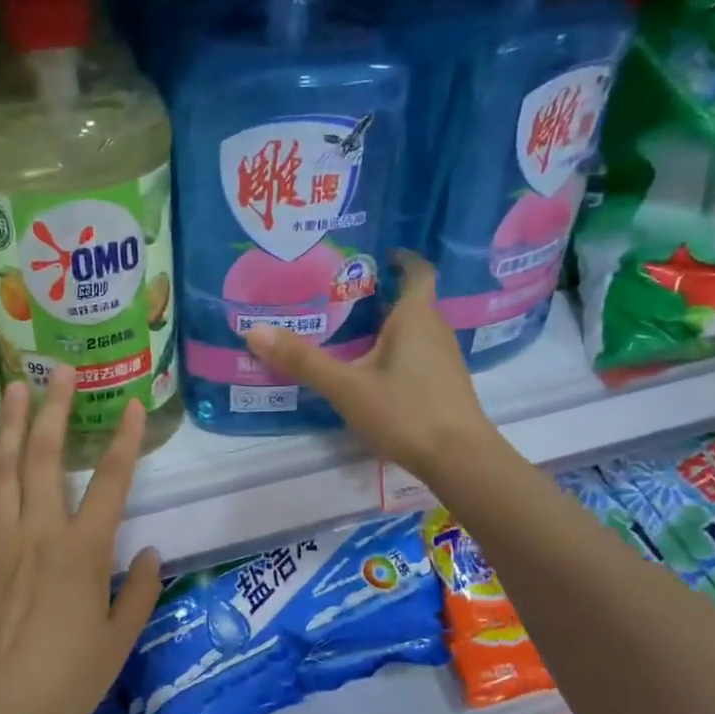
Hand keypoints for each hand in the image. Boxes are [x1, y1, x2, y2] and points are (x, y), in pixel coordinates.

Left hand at [0, 366, 162, 713]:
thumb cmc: (68, 678)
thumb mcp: (120, 639)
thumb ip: (139, 591)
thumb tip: (147, 551)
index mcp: (83, 552)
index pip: (111, 482)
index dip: (124, 440)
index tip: (130, 405)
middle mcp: (40, 534)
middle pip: (46, 458)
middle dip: (54, 409)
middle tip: (58, 370)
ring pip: (3, 469)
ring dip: (10, 425)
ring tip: (13, 387)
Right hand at [244, 255, 496, 482]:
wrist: (459, 459)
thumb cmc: (405, 411)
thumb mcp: (347, 387)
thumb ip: (303, 361)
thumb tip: (254, 332)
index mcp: (416, 317)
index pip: (417, 271)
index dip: (400, 258)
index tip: (376, 254)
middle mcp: (435, 330)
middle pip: (410, 300)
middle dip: (379, 294)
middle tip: (339, 294)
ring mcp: (443, 358)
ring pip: (413, 329)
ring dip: (386, 325)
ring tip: (348, 330)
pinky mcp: (443, 384)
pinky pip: (416, 353)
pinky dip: (394, 351)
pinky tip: (370, 369)